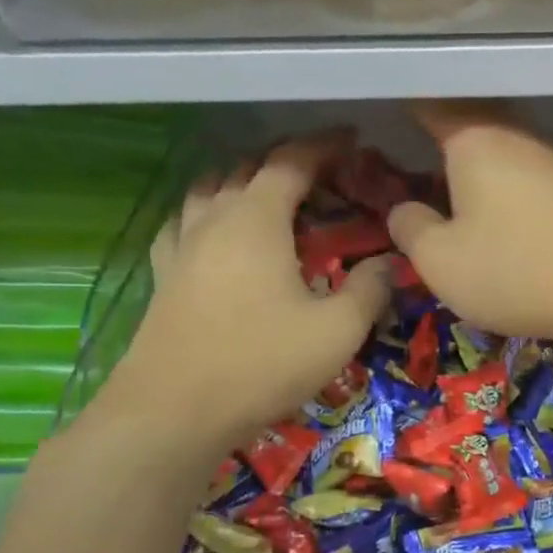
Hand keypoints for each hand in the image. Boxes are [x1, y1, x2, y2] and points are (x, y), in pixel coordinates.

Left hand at [98, 131, 390, 448]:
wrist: (172, 414)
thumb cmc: (261, 363)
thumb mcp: (337, 331)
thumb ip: (369, 289)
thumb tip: (389, 261)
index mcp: (256, 221)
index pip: (290, 162)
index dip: (323, 145)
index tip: (351, 138)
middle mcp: (213, 220)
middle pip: (246, 168)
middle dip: (285, 158)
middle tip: (321, 169)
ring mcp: (181, 247)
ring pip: (207, 189)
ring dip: (240, 178)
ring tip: (267, 191)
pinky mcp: (164, 276)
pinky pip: (182, 223)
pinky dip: (205, 211)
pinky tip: (213, 229)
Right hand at [387, 102, 552, 347]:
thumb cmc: (516, 271)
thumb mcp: (440, 261)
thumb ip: (411, 229)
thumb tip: (404, 209)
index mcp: (475, 141)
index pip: (433, 107)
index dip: (407, 106)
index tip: (389, 107)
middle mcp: (516, 139)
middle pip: (473, 122)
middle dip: (444, 129)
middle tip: (416, 143)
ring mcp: (552, 164)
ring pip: (502, 149)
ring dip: (476, 160)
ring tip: (449, 178)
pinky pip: (526, 176)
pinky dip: (504, 184)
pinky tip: (498, 209)